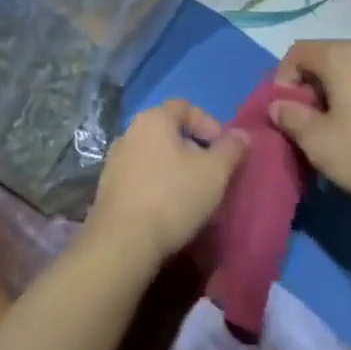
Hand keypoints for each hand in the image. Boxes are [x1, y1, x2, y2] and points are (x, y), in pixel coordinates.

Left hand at [85, 100, 247, 262]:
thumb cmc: (173, 197)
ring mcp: (115, 161)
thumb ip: (232, 149)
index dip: (209, 124)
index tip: (224, 150)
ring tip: (194, 195)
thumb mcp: (215, 172)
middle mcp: (129, 133)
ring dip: (177, 170)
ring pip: (155, 156)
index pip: (185, 106)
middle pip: (169, 132)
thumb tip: (242, 135)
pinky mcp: (108, 189)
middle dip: (195, 150)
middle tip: (213, 174)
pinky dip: (159, 186)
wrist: (122, 243)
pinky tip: (171, 210)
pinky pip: (142, 178)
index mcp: (153, 120)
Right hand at [270, 40, 350, 213]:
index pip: (297, 52)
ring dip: (335, 101)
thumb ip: (291, 118)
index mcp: (342, 55)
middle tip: (308, 130)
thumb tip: (279, 105)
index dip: (282, 81)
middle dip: (309, 93)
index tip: (286, 115)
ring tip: (338, 139)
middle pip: (325, 62)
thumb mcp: (319, 142)